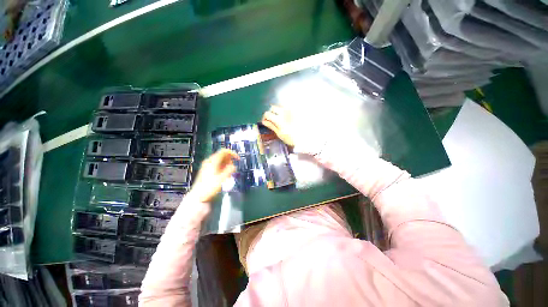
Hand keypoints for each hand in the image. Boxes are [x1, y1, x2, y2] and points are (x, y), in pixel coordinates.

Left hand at [191, 149, 238, 202]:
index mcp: (212, 161)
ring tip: (229, 173)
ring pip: (220, 161)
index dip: (232, 153)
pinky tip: (224, 175)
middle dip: (230, 160)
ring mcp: (207, 166)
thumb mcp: (222, 178)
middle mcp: (209, 161)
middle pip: (222, 155)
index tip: (238, 159)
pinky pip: (217, 165)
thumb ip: (230, 170)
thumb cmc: (210, 187)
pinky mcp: (207, 171)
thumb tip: (234, 166)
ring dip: (227, 164)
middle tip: (233, 168)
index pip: (224, 151)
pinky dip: (223, 168)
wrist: (198, 197)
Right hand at [261, 105, 295, 146]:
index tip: (265, 122)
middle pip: (273, 107)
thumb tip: (264, 121)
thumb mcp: (280, 134)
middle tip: (272, 120)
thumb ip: (271, 126)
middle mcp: (284, 112)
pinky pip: (288, 108)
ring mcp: (290, 111)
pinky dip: (285, 112)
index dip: (265, 118)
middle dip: (271, 113)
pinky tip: (287, 119)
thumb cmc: (291, 138)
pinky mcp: (296, 111)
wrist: (305, 138)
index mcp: (278, 119)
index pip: (267, 114)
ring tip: (281, 120)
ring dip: (278, 111)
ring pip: (280, 107)